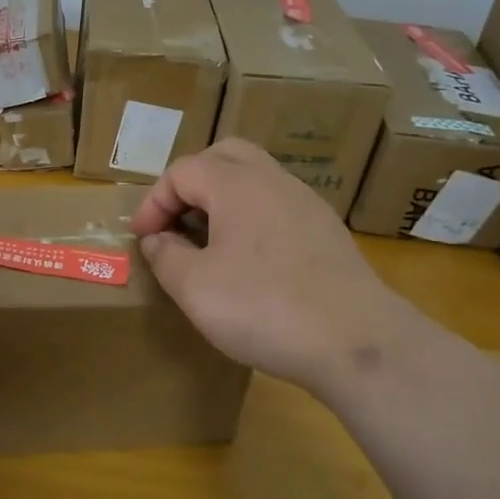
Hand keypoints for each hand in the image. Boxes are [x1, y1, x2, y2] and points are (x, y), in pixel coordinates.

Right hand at [131, 139, 417, 395]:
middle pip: (224, 156)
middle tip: (175, 220)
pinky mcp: (327, 233)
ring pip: (255, 179)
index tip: (142, 238)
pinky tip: (249, 262)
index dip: (154, 201)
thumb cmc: (264, 307)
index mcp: (237, 184)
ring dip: (223, 200)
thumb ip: (166, 256)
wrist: (357, 342)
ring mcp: (307, 204)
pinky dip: (252, 219)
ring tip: (207, 241)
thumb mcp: (194, 287)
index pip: (182, 171)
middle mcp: (274, 181)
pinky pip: (278, 207)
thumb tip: (158, 240)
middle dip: (191, 182)